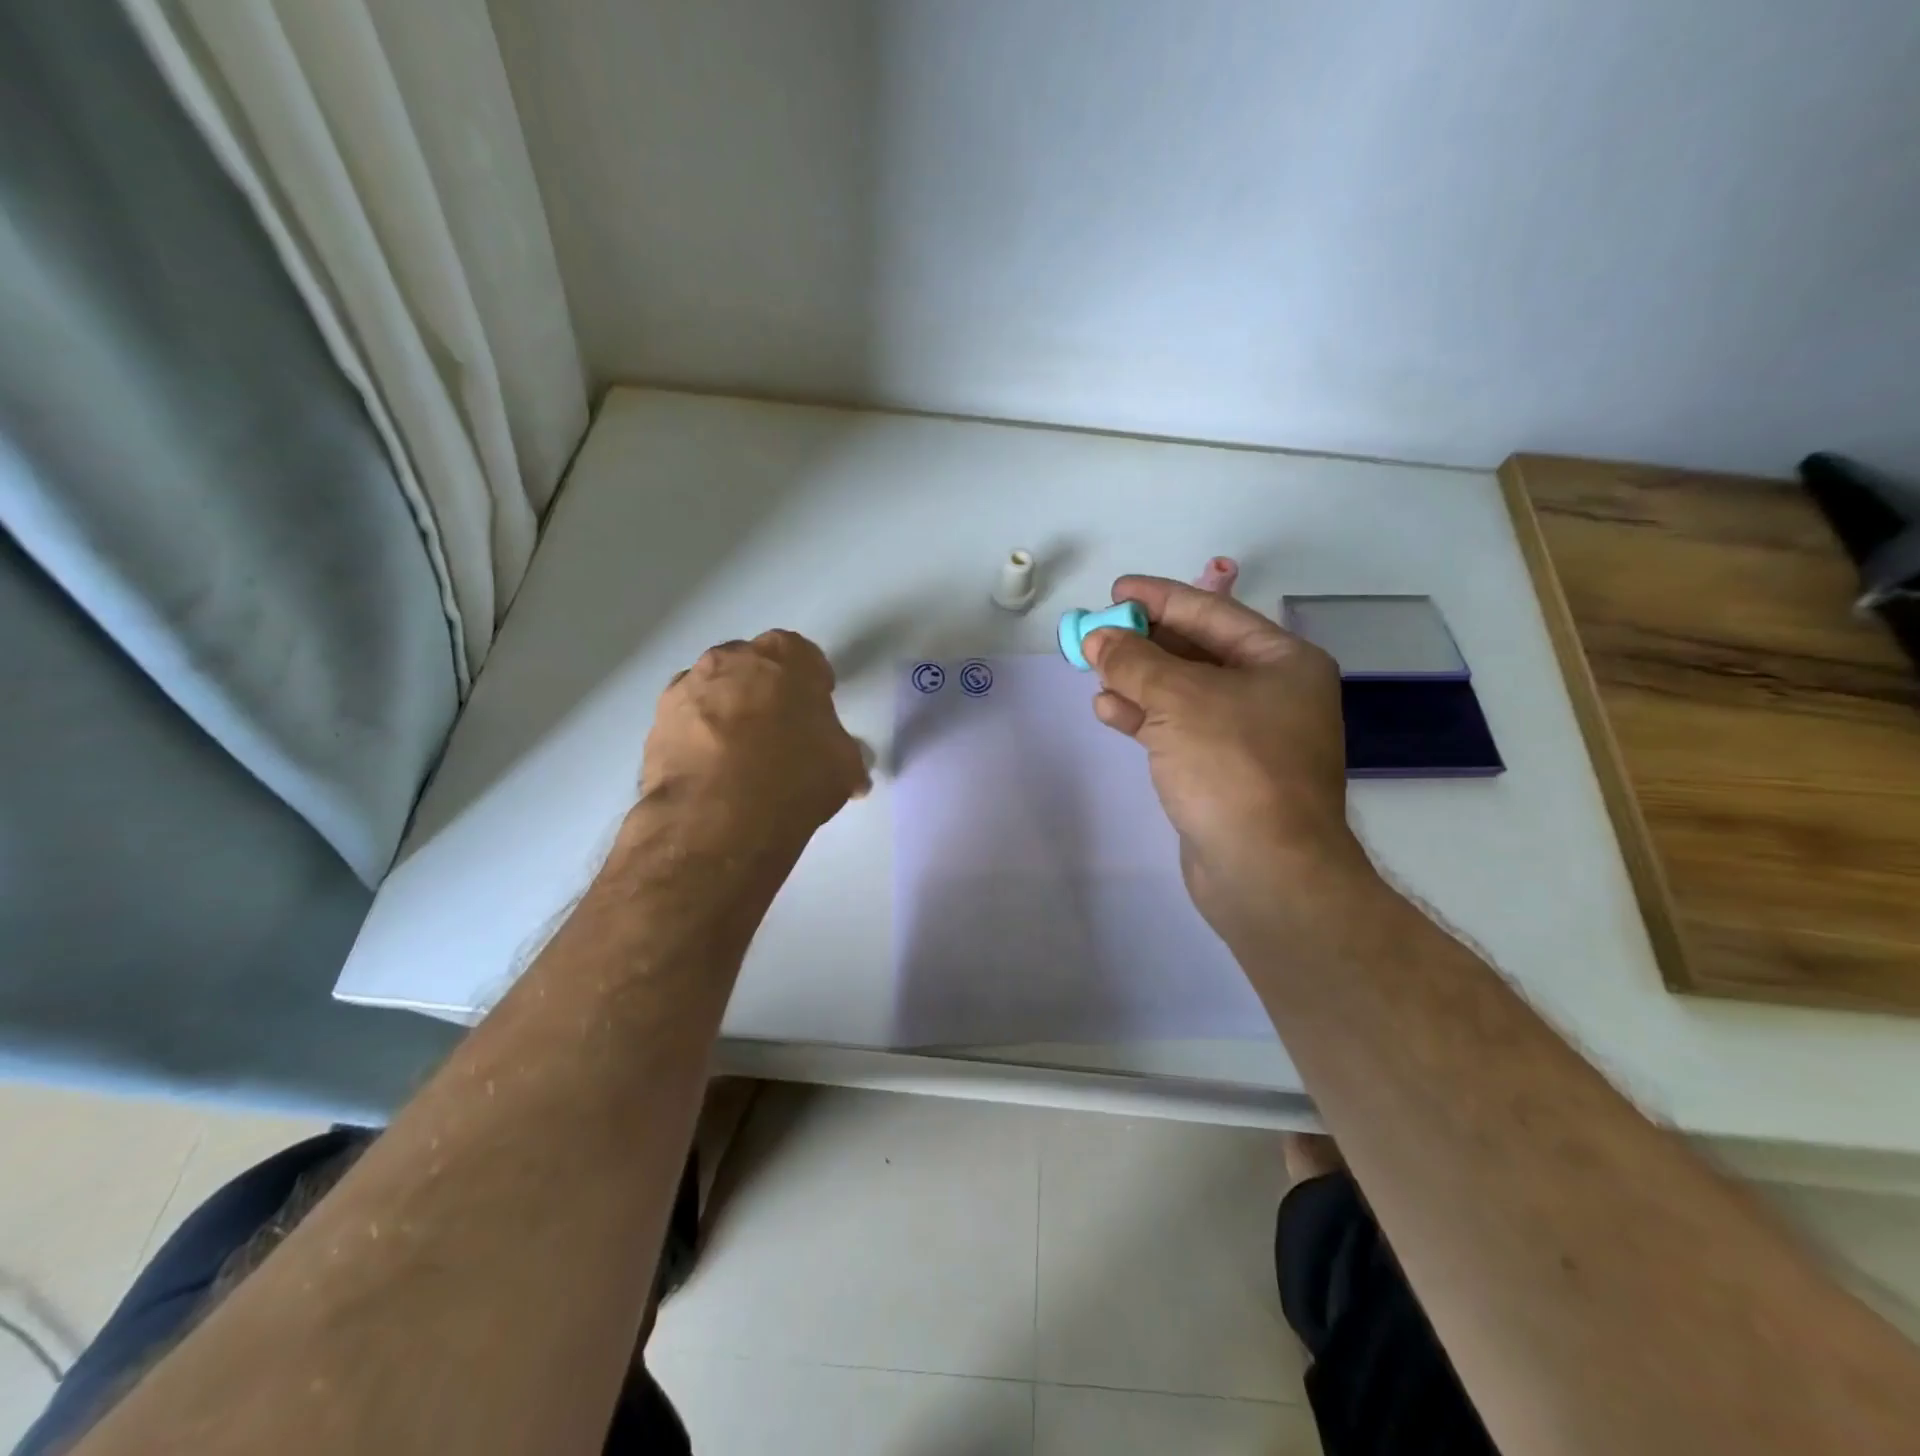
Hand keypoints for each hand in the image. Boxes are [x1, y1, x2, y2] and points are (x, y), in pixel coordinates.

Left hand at [640, 630, 869, 841]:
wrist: (716, 817)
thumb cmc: (794, 776)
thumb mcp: (843, 767)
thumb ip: (846, 755)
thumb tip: (853, 773)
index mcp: (784, 656)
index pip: (803, 656)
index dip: (812, 683)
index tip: (816, 709)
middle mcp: (731, 659)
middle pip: (753, 667)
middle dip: (765, 691)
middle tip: (779, 731)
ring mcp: (686, 687)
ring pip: (714, 691)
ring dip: (727, 712)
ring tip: (740, 756)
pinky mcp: (657, 723)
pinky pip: (686, 722)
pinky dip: (698, 738)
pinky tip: (712, 772)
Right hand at [1083, 576, 1373, 935]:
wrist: (1266, 871)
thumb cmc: (1233, 766)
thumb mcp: (1179, 700)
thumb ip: (1134, 661)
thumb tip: (1098, 637)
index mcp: (1281, 662)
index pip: (1213, 613)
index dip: (1160, 598)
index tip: (1116, 590)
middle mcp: (1270, 693)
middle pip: (1197, 652)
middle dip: (1144, 642)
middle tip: (1097, 632)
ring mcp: (1248, 735)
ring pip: (1183, 693)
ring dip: (1138, 681)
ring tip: (1094, 670)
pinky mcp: (1222, 771)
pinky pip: (1178, 729)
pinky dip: (1144, 718)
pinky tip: (1108, 711)